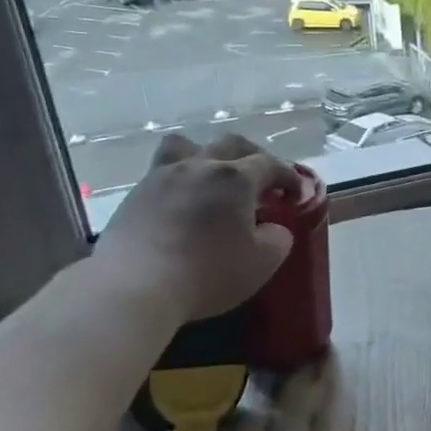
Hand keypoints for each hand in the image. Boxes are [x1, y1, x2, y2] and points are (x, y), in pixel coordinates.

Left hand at [92, 133, 298, 320]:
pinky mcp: (135, 194)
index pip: (271, 164)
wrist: (134, 286)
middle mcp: (199, 165)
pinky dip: (181, 178)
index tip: (297, 194)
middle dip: (253, 156)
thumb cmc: (208, 272)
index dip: (289, 176)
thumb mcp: (263, 262)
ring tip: (213, 176)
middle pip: (231, 143)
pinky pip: (163, 171)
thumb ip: (278, 238)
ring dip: (207, 154)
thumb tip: (272, 227)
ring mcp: (162, 176)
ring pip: (187, 146)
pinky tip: (184, 202)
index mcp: (235, 178)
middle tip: (262, 179)